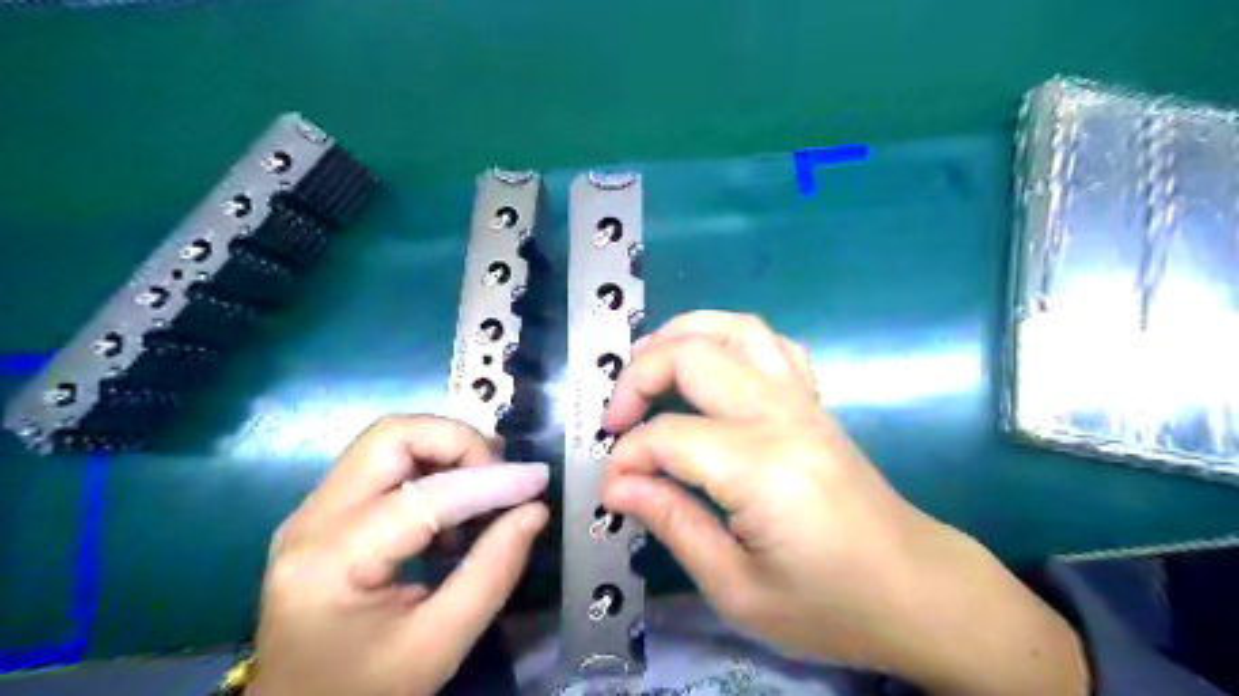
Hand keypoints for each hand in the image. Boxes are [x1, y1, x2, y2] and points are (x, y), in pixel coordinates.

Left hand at [246, 413, 547, 694]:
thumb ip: (492, 573)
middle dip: (458, 443)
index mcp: (330, 563)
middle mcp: (309, 521)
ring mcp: (311, 511)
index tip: (539, 480)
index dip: (491, 481)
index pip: (423, 496)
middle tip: (500, 477)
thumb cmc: (365, 692)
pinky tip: (452, 509)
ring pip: (388, 440)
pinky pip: (384, 464)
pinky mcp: (324, 512)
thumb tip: (534, 511)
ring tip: (482, 491)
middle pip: (392, 436)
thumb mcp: (438, 646)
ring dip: (445, 450)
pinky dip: (430, 467)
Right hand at [600, 313, 1087, 694]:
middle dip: (638, 376)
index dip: (627, 457)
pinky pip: (771, 342)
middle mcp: (782, 417)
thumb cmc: (831, 605)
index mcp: (762, 470)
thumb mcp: (738, 590)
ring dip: (680, 334)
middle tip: (616, 417)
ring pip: (734, 328)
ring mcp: (803, 400)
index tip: (612, 489)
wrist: (917, 590)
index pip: (669, 437)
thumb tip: (618, 487)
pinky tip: (710, 365)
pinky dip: (729, 337)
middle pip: (693, 356)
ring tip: (646, 363)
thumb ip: (674, 525)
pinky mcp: (814, 401)